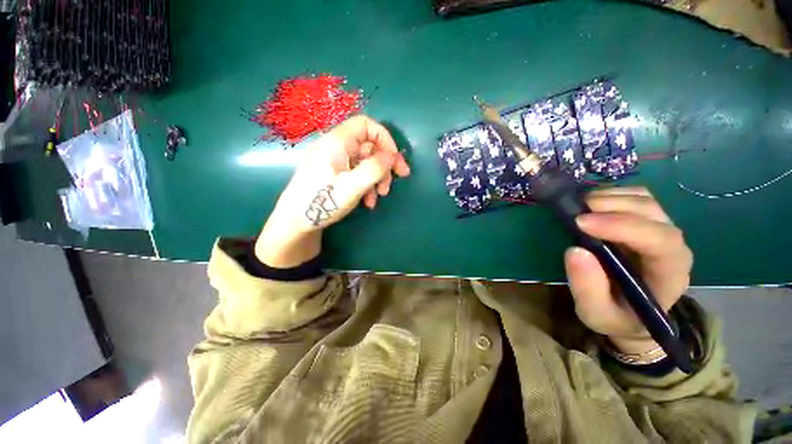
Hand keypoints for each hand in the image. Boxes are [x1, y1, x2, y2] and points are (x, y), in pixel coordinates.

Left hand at [255, 115, 410, 267]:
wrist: (295, 222)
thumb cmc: (322, 202)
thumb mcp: (352, 186)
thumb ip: (374, 168)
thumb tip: (391, 156)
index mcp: (337, 142)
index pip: (366, 125)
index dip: (384, 138)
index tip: (394, 159)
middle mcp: (336, 147)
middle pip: (368, 145)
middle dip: (385, 163)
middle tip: (400, 178)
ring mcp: (335, 162)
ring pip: (365, 161)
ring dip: (377, 177)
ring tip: (380, 196)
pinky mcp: (335, 174)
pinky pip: (357, 173)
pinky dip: (367, 185)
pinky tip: (368, 202)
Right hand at [564, 187, 692, 354]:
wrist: (632, 313)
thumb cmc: (617, 315)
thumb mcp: (596, 313)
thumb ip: (587, 288)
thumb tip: (575, 251)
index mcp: (669, 273)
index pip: (659, 240)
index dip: (622, 226)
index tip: (580, 223)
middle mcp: (673, 245)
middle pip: (651, 212)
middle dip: (610, 206)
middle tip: (573, 213)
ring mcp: (661, 228)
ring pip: (643, 198)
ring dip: (608, 197)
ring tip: (578, 209)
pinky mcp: (647, 220)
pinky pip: (634, 195)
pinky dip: (610, 194)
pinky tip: (590, 206)